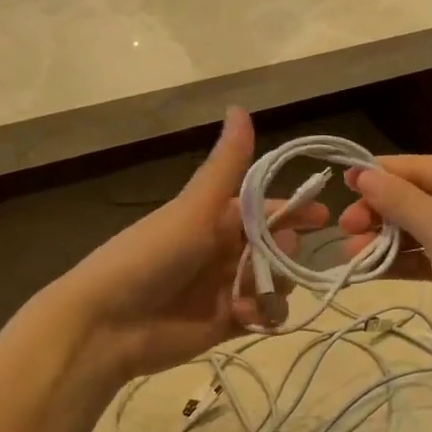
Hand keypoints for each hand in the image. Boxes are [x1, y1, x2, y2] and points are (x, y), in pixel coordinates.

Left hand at [45, 108, 325, 382]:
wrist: (108, 323)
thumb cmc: (151, 255)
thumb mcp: (193, 207)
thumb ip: (226, 165)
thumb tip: (240, 106)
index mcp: (215, 218)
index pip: (266, 210)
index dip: (295, 211)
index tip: (323, 216)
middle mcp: (224, 250)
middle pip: (277, 248)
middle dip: (286, 253)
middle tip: (277, 259)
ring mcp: (227, 288)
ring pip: (275, 283)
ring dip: (274, 287)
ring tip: (253, 294)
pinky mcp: (226, 324)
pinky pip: (263, 316)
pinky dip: (263, 315)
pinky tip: (245, 316)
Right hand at [338, 156, 431, 368]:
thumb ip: (400, 200)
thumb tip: (362, 174)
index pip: (428, 167)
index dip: (384, 173)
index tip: (344, 180)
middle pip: (424, 198)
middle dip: (382, 212)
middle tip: (345, 227)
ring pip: (425, 229)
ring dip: (387, 239)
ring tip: (350, 253)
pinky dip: (404, 260)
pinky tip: (371, 269)